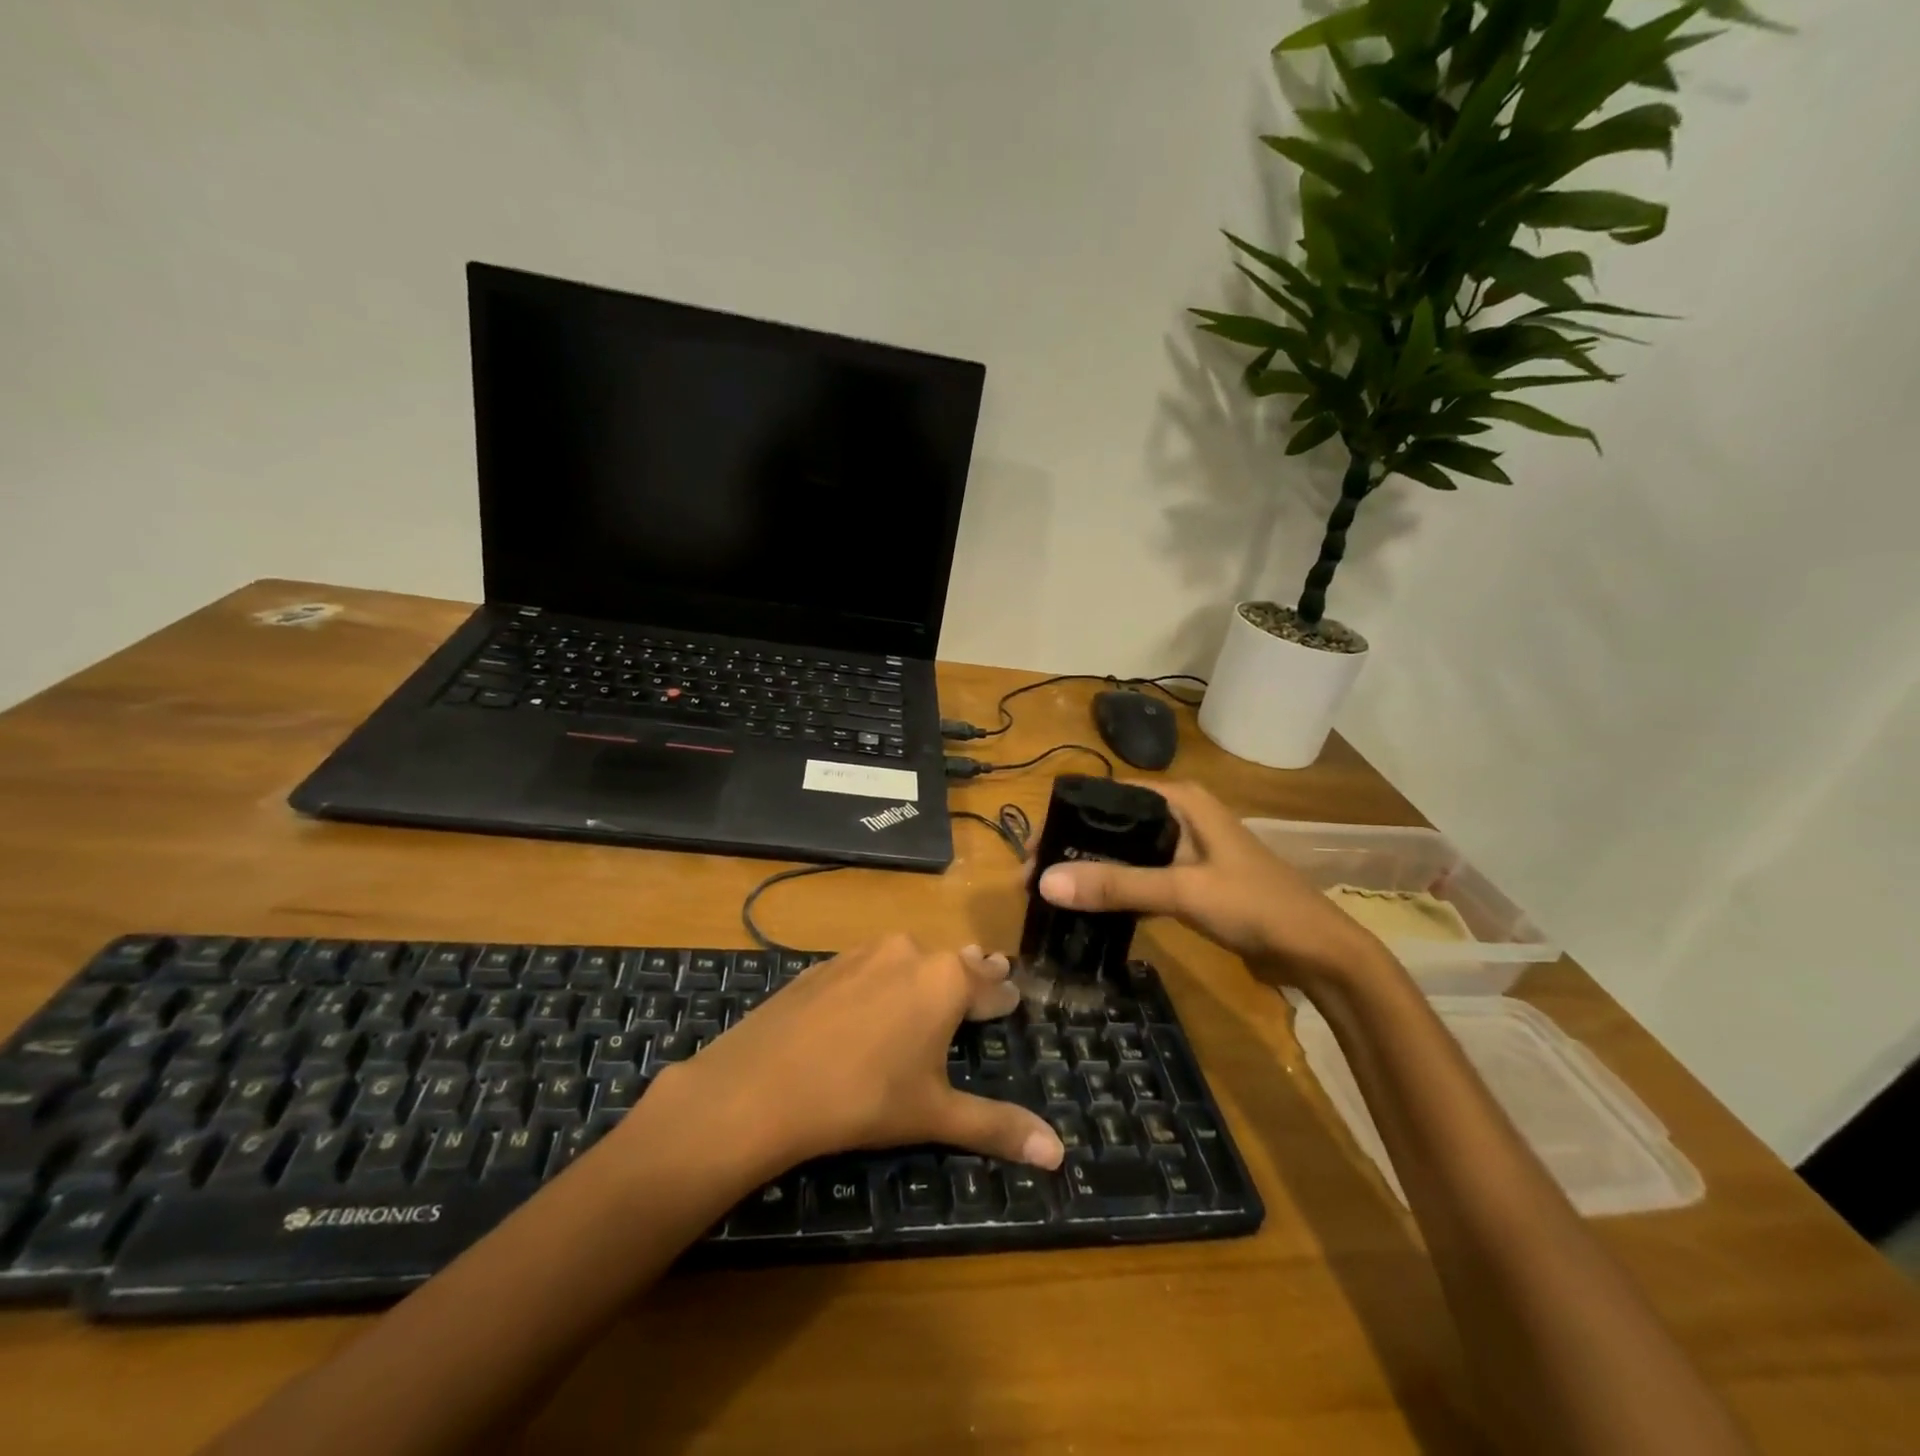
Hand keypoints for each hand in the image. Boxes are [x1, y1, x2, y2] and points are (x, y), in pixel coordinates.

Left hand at [650, 936, 1065, 1174]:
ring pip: (909, 958)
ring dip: (926, 972)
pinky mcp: (825, 964)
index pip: (991, 985)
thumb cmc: (864, 1099)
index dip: (1004, 996)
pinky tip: (872, 1001)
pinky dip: (882, 978)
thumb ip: (997, 1127)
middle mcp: (909, 952)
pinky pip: (869, 966)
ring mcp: (862, 953)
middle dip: (971, 974)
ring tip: (933, 986)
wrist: (762, 1085)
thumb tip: (1059, 1153)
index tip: (1015, 996)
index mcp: (945, 980)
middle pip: (952, 963)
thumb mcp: (934, 1115)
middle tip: (986, 978)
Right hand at [1035, 780, 1385, 985]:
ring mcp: (1187, 851)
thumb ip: (1116, 885)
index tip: (1033, 851)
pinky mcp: (1191, 882)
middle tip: (1034, 880)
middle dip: (1075, 849)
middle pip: (1113, 826)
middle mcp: (1180, 817)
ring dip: (1094, 872)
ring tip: (1053, 896)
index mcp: (1180, 801)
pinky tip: (1092, 911)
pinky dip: (1118, 892)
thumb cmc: (1255, 904)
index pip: (1108, 797)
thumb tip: (1045, 882)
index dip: (1067, 819)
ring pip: (1127, 855)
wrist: (1318, 952)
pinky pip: (1143, 880)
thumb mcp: (1183, 890)